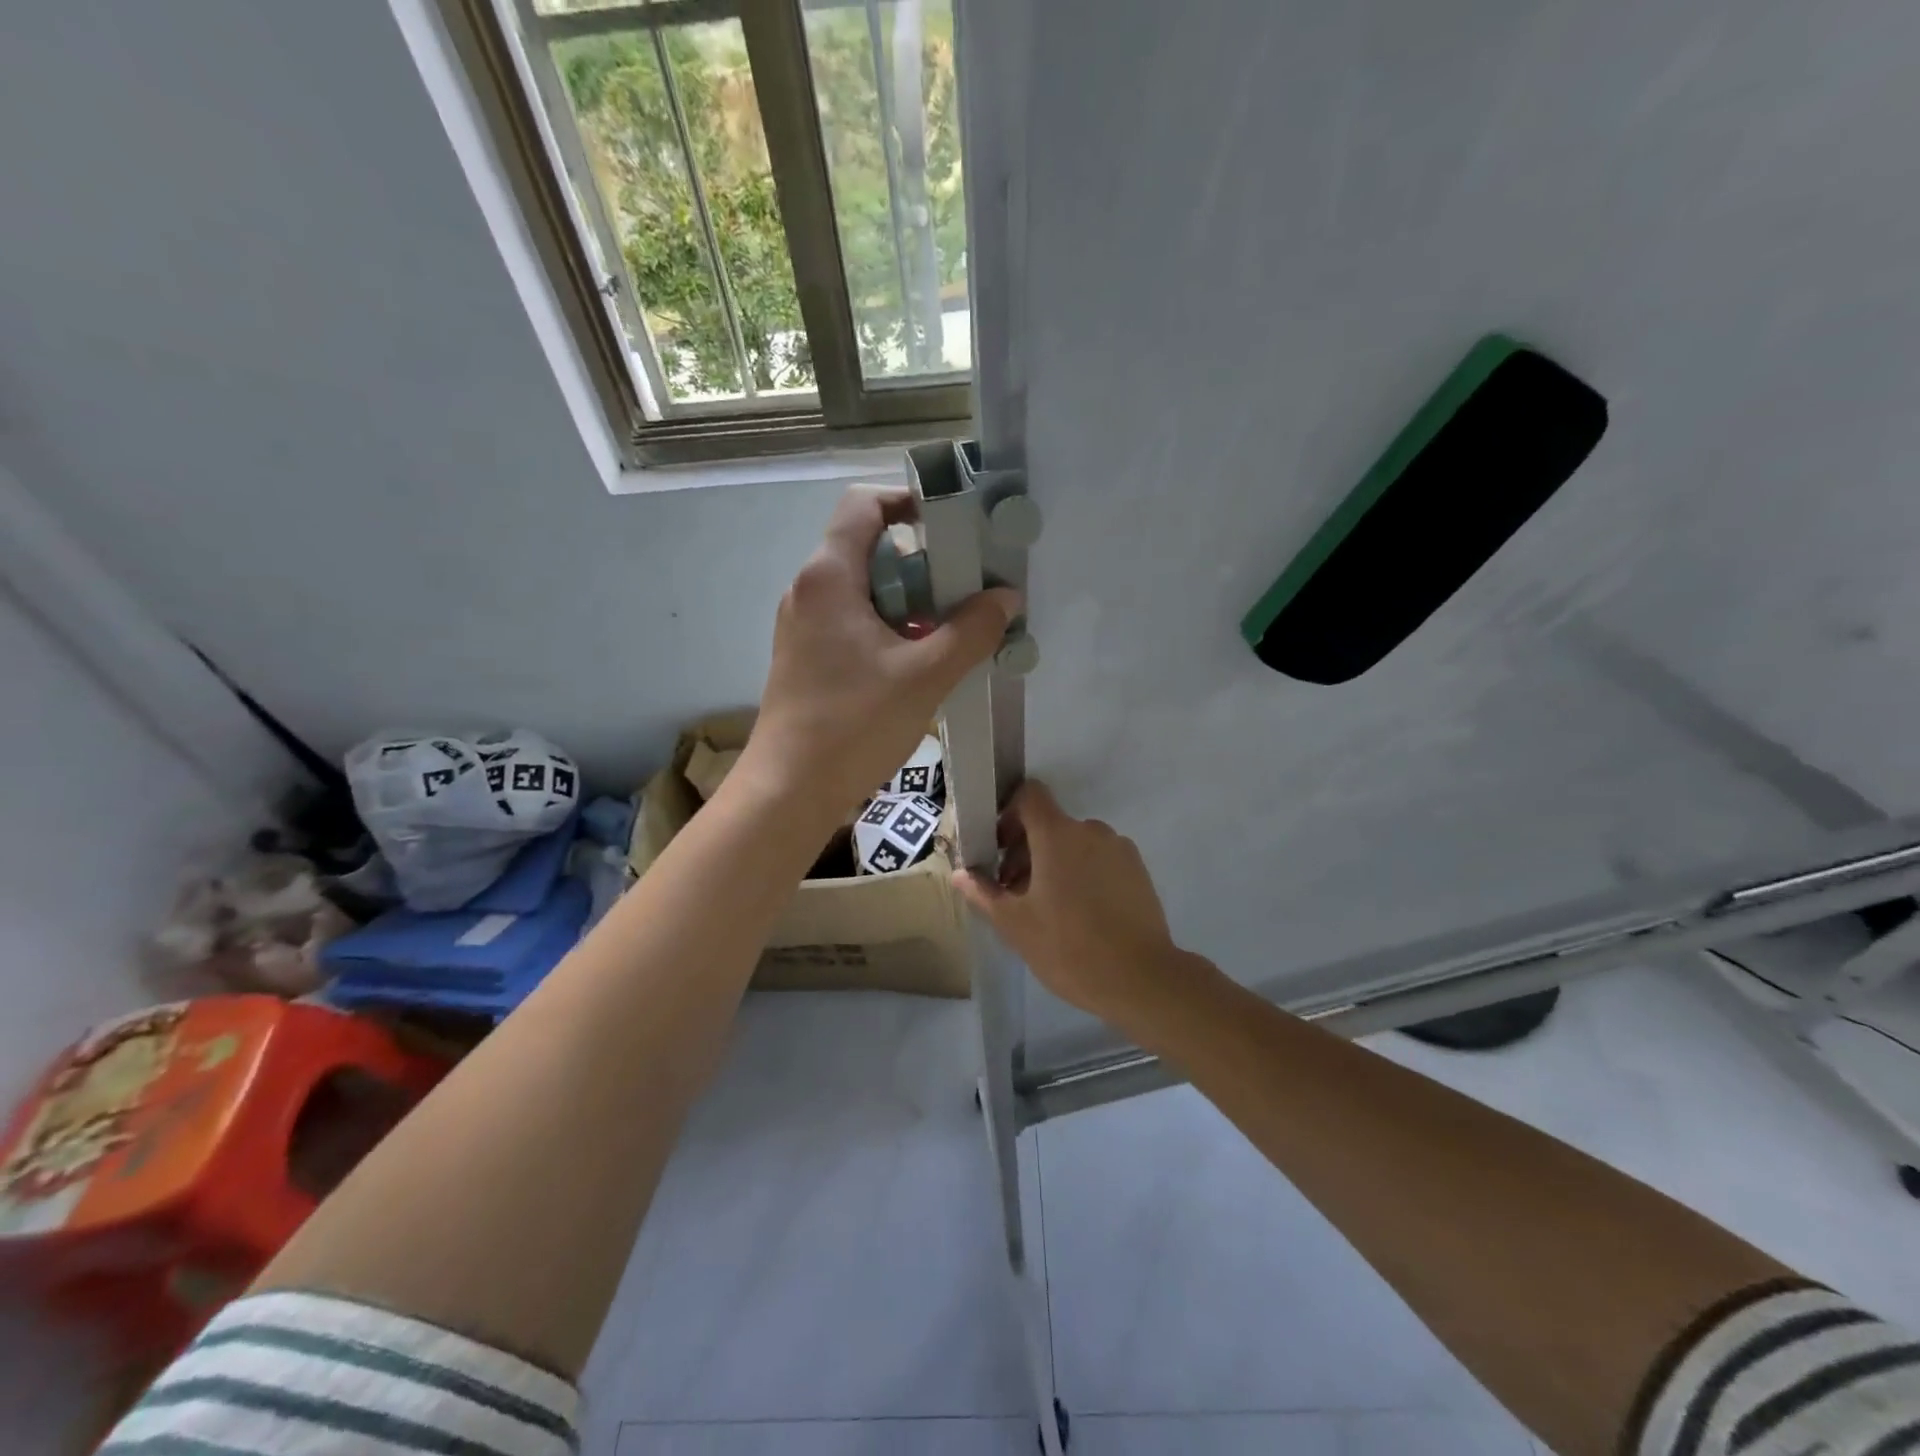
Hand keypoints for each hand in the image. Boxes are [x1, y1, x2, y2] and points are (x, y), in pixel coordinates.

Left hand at [740, 484, 1017, 825]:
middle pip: (869, 548)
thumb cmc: (854, 724)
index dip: (909, 502)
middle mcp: (809, 590)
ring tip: (951, 629)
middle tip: (965, 590)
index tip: (953, 528)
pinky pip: (852, 622)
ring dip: (909, 601)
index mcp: (829, 577)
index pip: (864, 504)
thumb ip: (971, 631)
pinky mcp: (806, 656)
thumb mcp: (925, 676)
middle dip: (922, 563)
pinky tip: (920, 662)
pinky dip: (888, 628)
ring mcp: (803, 625)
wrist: (790, 790)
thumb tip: (1006, 597)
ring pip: (863, 590)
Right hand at [954, 780, 1203, 1025]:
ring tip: (1046, 908)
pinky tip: (1079, 915)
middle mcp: (1091, 830)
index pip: (1030, 795)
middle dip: (1026, 850)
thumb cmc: (1068, 948)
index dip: (1009, 813)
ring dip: (1054, 864)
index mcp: (1058, 834)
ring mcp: (1119, 849)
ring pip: (1076, 844)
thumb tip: (961, 874)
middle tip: (1013, 891)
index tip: (998, 847)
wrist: (1141, 979)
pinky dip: (1083, 874)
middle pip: (1051, 824)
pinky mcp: (1139, 871)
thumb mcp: (1015, 924)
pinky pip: (1100, 860)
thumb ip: (984, 893)